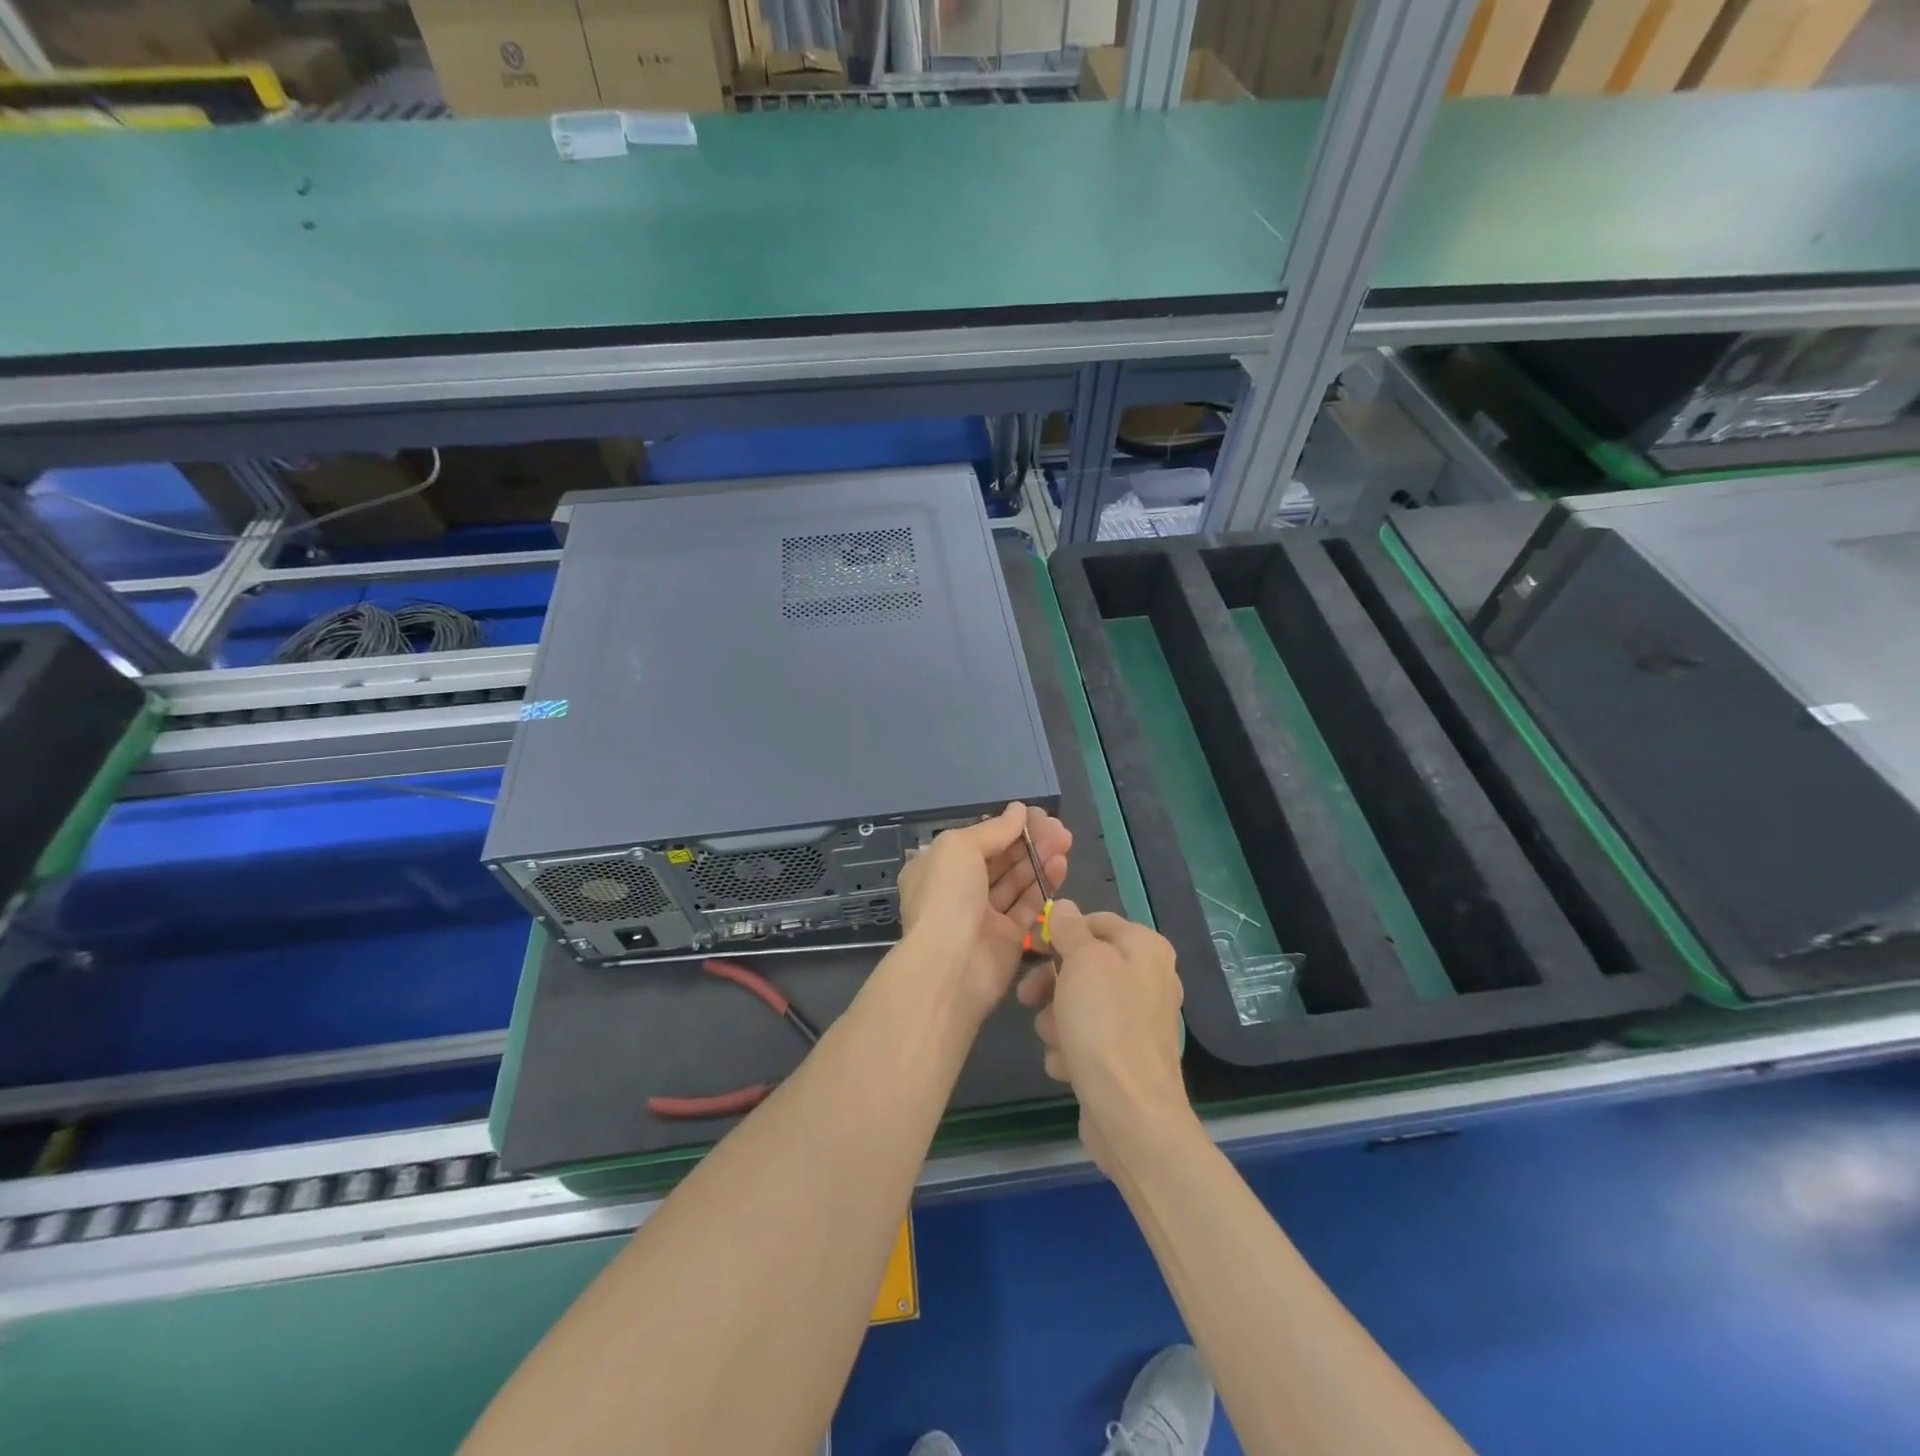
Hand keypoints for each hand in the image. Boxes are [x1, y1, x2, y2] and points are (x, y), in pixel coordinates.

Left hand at [897, 802, 1069, 1023]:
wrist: (950, 967)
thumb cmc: (946, 896)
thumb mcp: (960, 847)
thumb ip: (994, 829)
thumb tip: (1019, 809)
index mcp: (937, 866)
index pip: (976, 840)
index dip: (1005, 826)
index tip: (1035, 814)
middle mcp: (958, 890)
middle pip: (999, 859)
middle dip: (1028, 841)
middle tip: (1058, 826)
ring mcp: (983, 916)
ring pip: (1016, 881)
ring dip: (1039, 858)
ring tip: (1065, 839)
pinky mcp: (1008, 938)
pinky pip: (1028, 906)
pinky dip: (1044, 884)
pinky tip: (1061, 864)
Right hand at [1018, 900, 1190, 1172]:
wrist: (1130, 1113)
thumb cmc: (1104, 1025)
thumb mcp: (1082, 962)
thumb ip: (1071, 930)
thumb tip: (1065, 906)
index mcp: (1145, 949)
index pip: (1096, 922)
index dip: (1061, 932)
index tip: (1033, 948)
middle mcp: (1148, 979)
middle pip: (1085, 966)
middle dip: (1052, 985)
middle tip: (1027, 999)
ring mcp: (1138, 1022)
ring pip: (1080, 1005)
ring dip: (1057, 1022)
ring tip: (1056, 1041)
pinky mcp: (1126, 1057)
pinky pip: (1088, 1039)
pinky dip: (1072, 1049)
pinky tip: (1067, 1066)